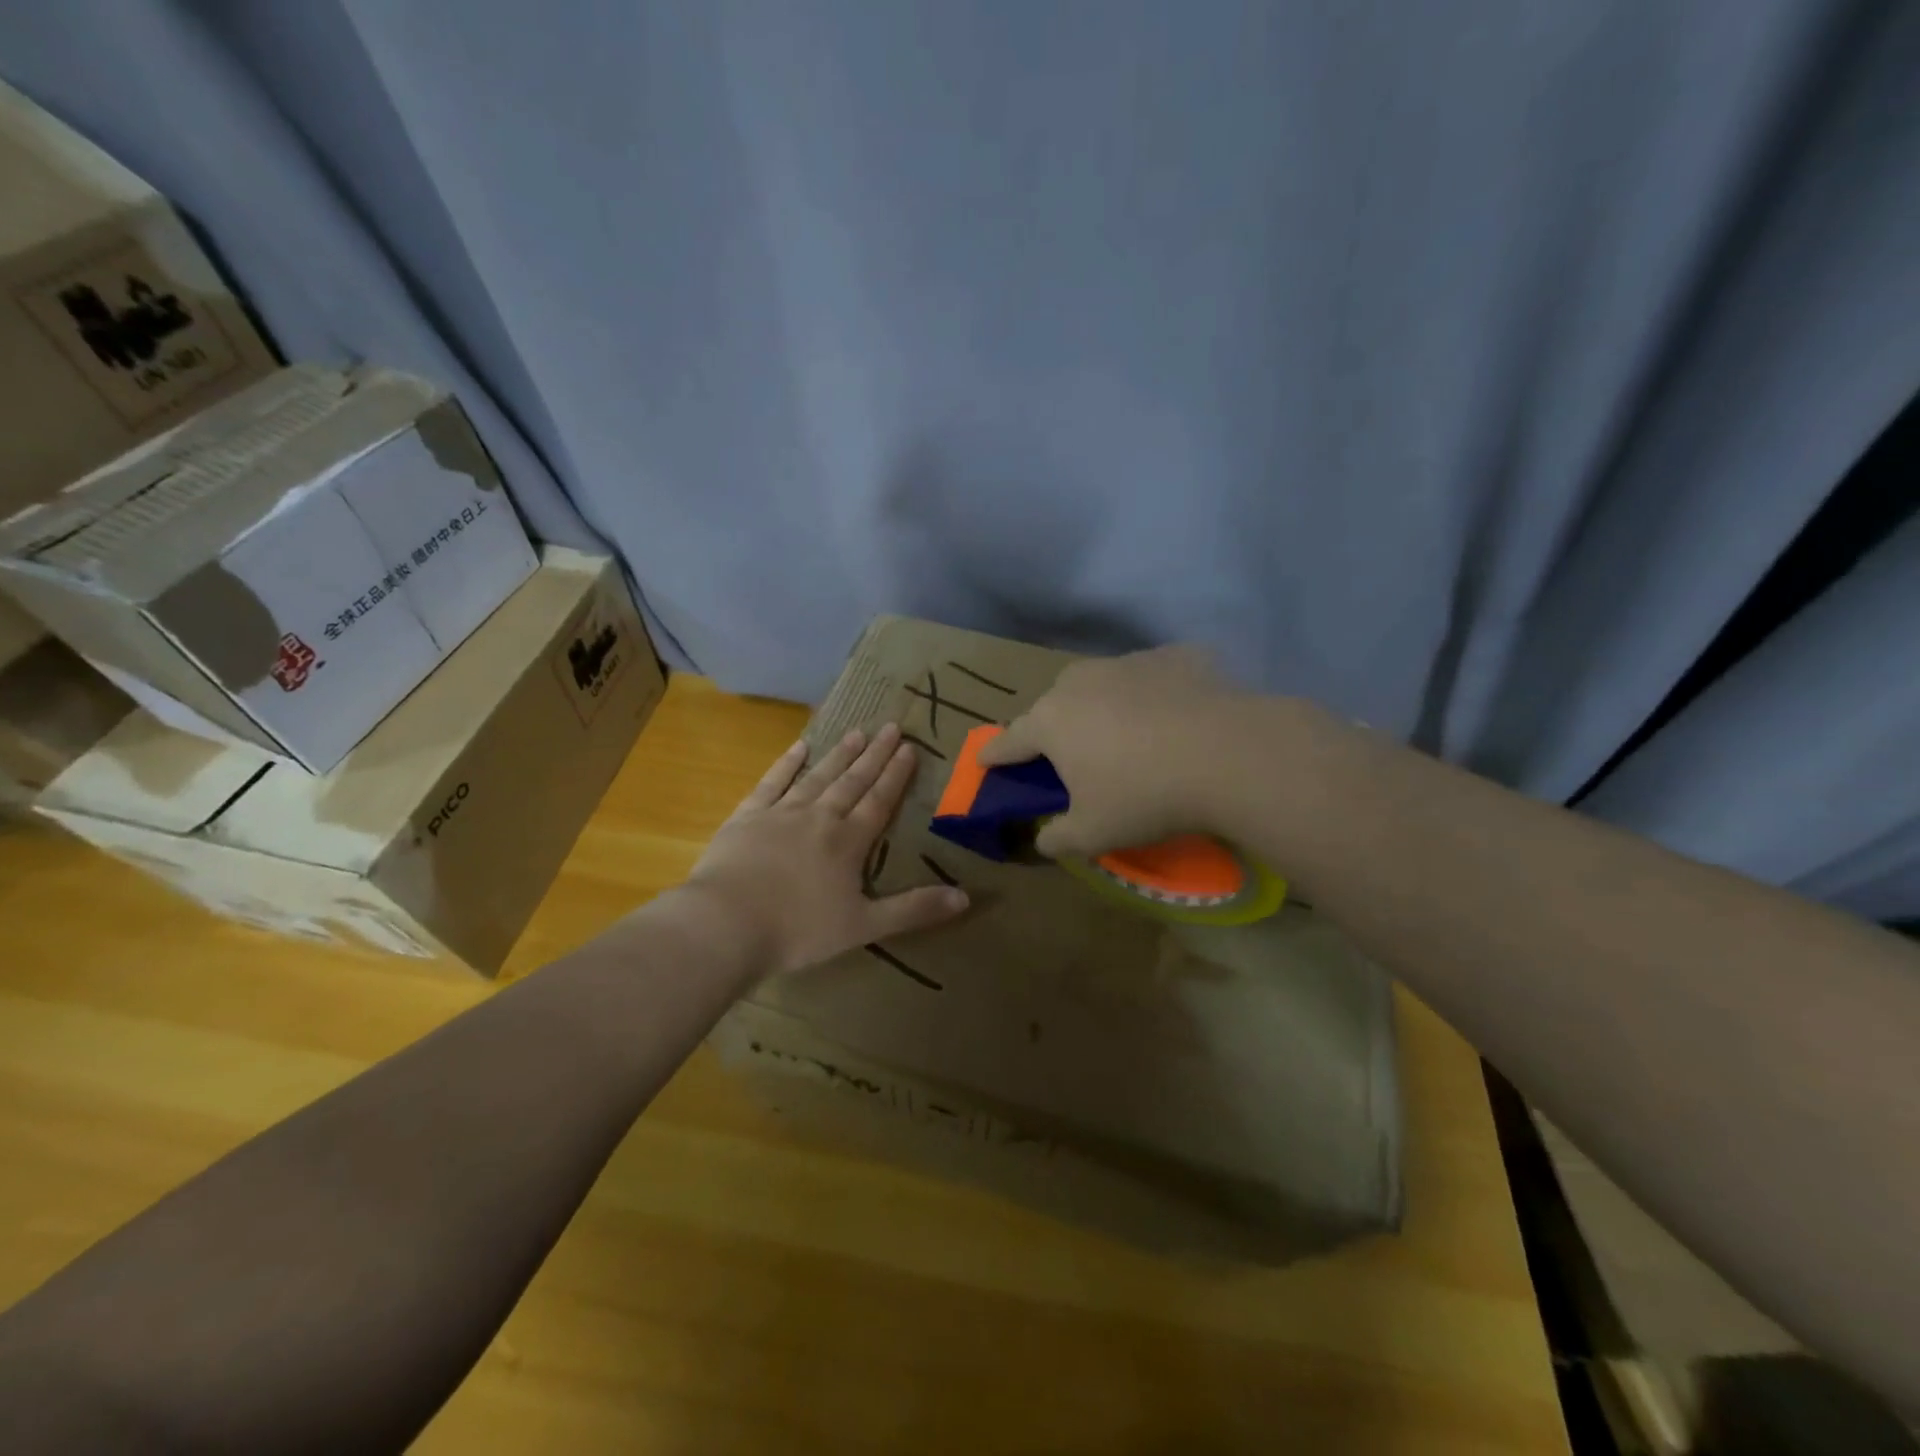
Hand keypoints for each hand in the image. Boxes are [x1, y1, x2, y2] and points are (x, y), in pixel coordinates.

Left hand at [681, 723, 969, 978]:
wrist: (726, 924)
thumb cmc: (798, 931)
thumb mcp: (864, 926)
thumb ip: (914, 910)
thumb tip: (965, 898)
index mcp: (848, 843)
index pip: (879, 801)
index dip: (896, 775)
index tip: (910, 747)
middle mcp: (819, 818)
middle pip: (853, 781)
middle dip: (875, 755)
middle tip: (891, 726)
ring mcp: (781, 813)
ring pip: (818, 776)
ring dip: (839, 754)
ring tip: (858, 732)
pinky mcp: (747, 817)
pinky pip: (772, 783)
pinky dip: (786, 764)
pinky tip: (799, 747)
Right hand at [977, 646, 1252, 857]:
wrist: (1229, 754)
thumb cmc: (1144, 796)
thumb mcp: (1093, 834)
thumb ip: (1057, 838)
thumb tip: (1043, 840)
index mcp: (1051, 722)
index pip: (1010, 740)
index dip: (995, 755)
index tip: (984, 761)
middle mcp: (1080, 682)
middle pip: (1053, 707)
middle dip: (1052, 729)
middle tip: (1066, 756)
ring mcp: (1127, 663)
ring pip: (1100, 686)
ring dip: (1101, 707)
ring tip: (1124, 735)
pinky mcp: (1173, 657)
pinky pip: (1149, 678)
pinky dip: (1151, 696)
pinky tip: (1173, 718)